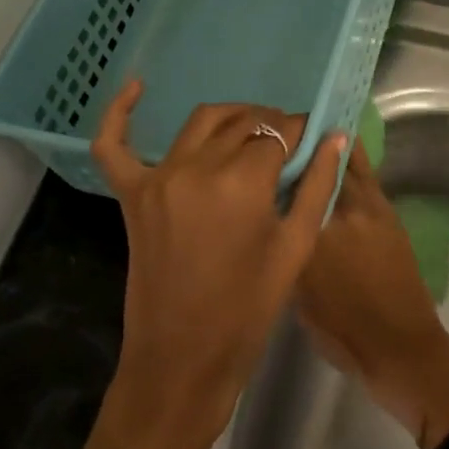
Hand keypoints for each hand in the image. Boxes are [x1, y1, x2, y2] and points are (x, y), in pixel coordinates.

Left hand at [93, 80, 347, 448]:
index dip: (300, 133)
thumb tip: (335, 136)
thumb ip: (318, 186)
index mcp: (242, 183)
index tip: (313, 138)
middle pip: (243, 124)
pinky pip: (114, 144)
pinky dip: (120, 112)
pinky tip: (137, 87)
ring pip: (201, 123)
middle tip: (289, 144)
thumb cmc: (248, 311)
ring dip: (231, 119)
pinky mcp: (132, 194)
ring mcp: (158, 178)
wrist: (182, 361)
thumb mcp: (295, 249)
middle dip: (271, 126)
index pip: (278, 135)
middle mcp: (197, 168)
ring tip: (252, 133)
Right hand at [295, 146, 448, 448]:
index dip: (276, 166)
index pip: (287, 188)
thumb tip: (277, 220)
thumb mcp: (298, 294)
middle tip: (285, 135)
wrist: (400, 347)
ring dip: (328, 145)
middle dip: (301, 148)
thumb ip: (287, 249)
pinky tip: (340, 148)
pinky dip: (351, 157)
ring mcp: (366, 208)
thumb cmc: (342, 333)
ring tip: (313, 128)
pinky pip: (363, 172)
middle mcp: (337, 213)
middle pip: (315, 167)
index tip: (263, 152)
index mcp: (311, 235)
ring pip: (343, 164)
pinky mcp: (386, 210)